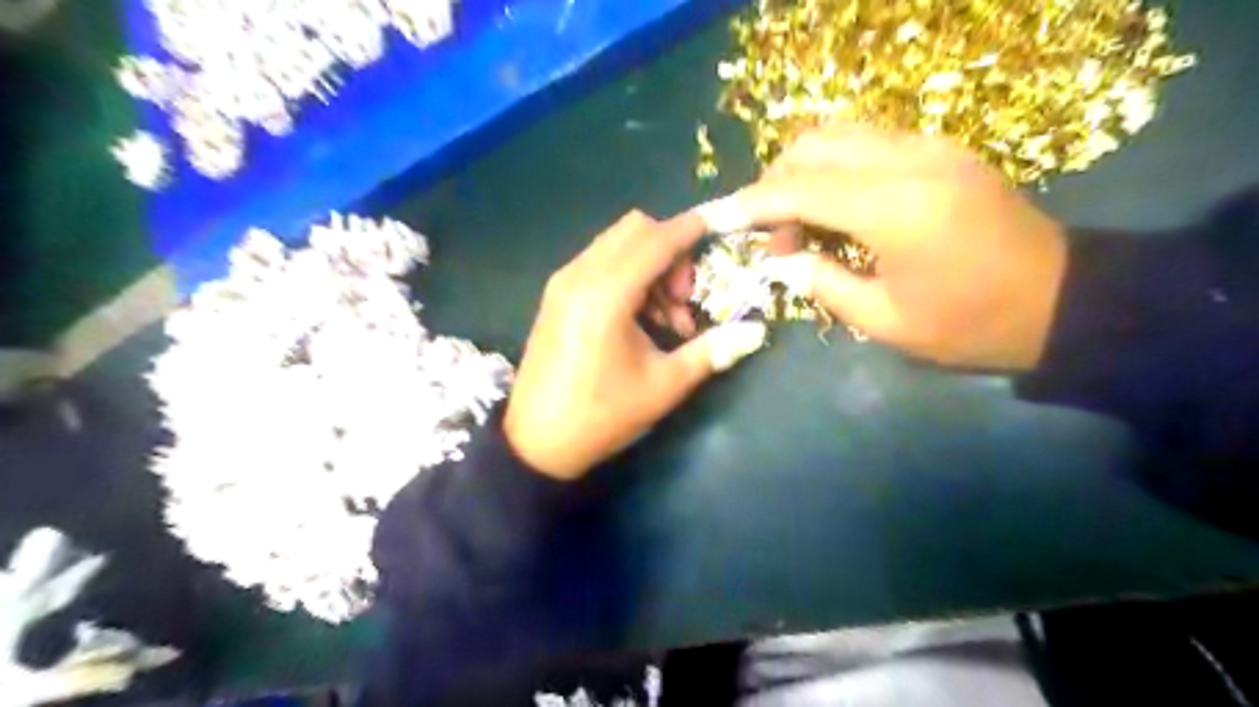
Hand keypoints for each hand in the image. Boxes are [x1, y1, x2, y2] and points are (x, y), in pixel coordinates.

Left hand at [506, 211, 768, 480]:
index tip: (718, 228)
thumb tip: (757, 331)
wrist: (536, 443)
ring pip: (617, 245)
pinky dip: (628, 275)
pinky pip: (600, 263)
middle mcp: (579, 276)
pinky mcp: (556, 295)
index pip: (655, 240)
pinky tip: (639, 318)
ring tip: (666, 318)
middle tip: (684, 299)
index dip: (690, 229)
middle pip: (635, 230)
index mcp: (605, 295)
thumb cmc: (602, 415)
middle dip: (670, 252)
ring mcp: (563, 283)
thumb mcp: (663, 386)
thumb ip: (711, 351)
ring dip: (650, 266)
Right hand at [693, 125, 1065, 371]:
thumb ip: (822, 282)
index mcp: (894, 209)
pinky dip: (834, 168)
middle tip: (771, 235)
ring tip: (799, 222)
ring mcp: (931, 147)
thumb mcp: (885, 320)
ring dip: (803, 172)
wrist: (1064, 300)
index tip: (718, 218)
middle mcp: (910, 161)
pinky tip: (836, 208)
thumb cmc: (970, 324)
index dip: (751, 203)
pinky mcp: (942, 149)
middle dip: (774, 183)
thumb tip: (783, 260)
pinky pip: (868, 141)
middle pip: (813, 144)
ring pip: (839, 134)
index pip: (799, 188)